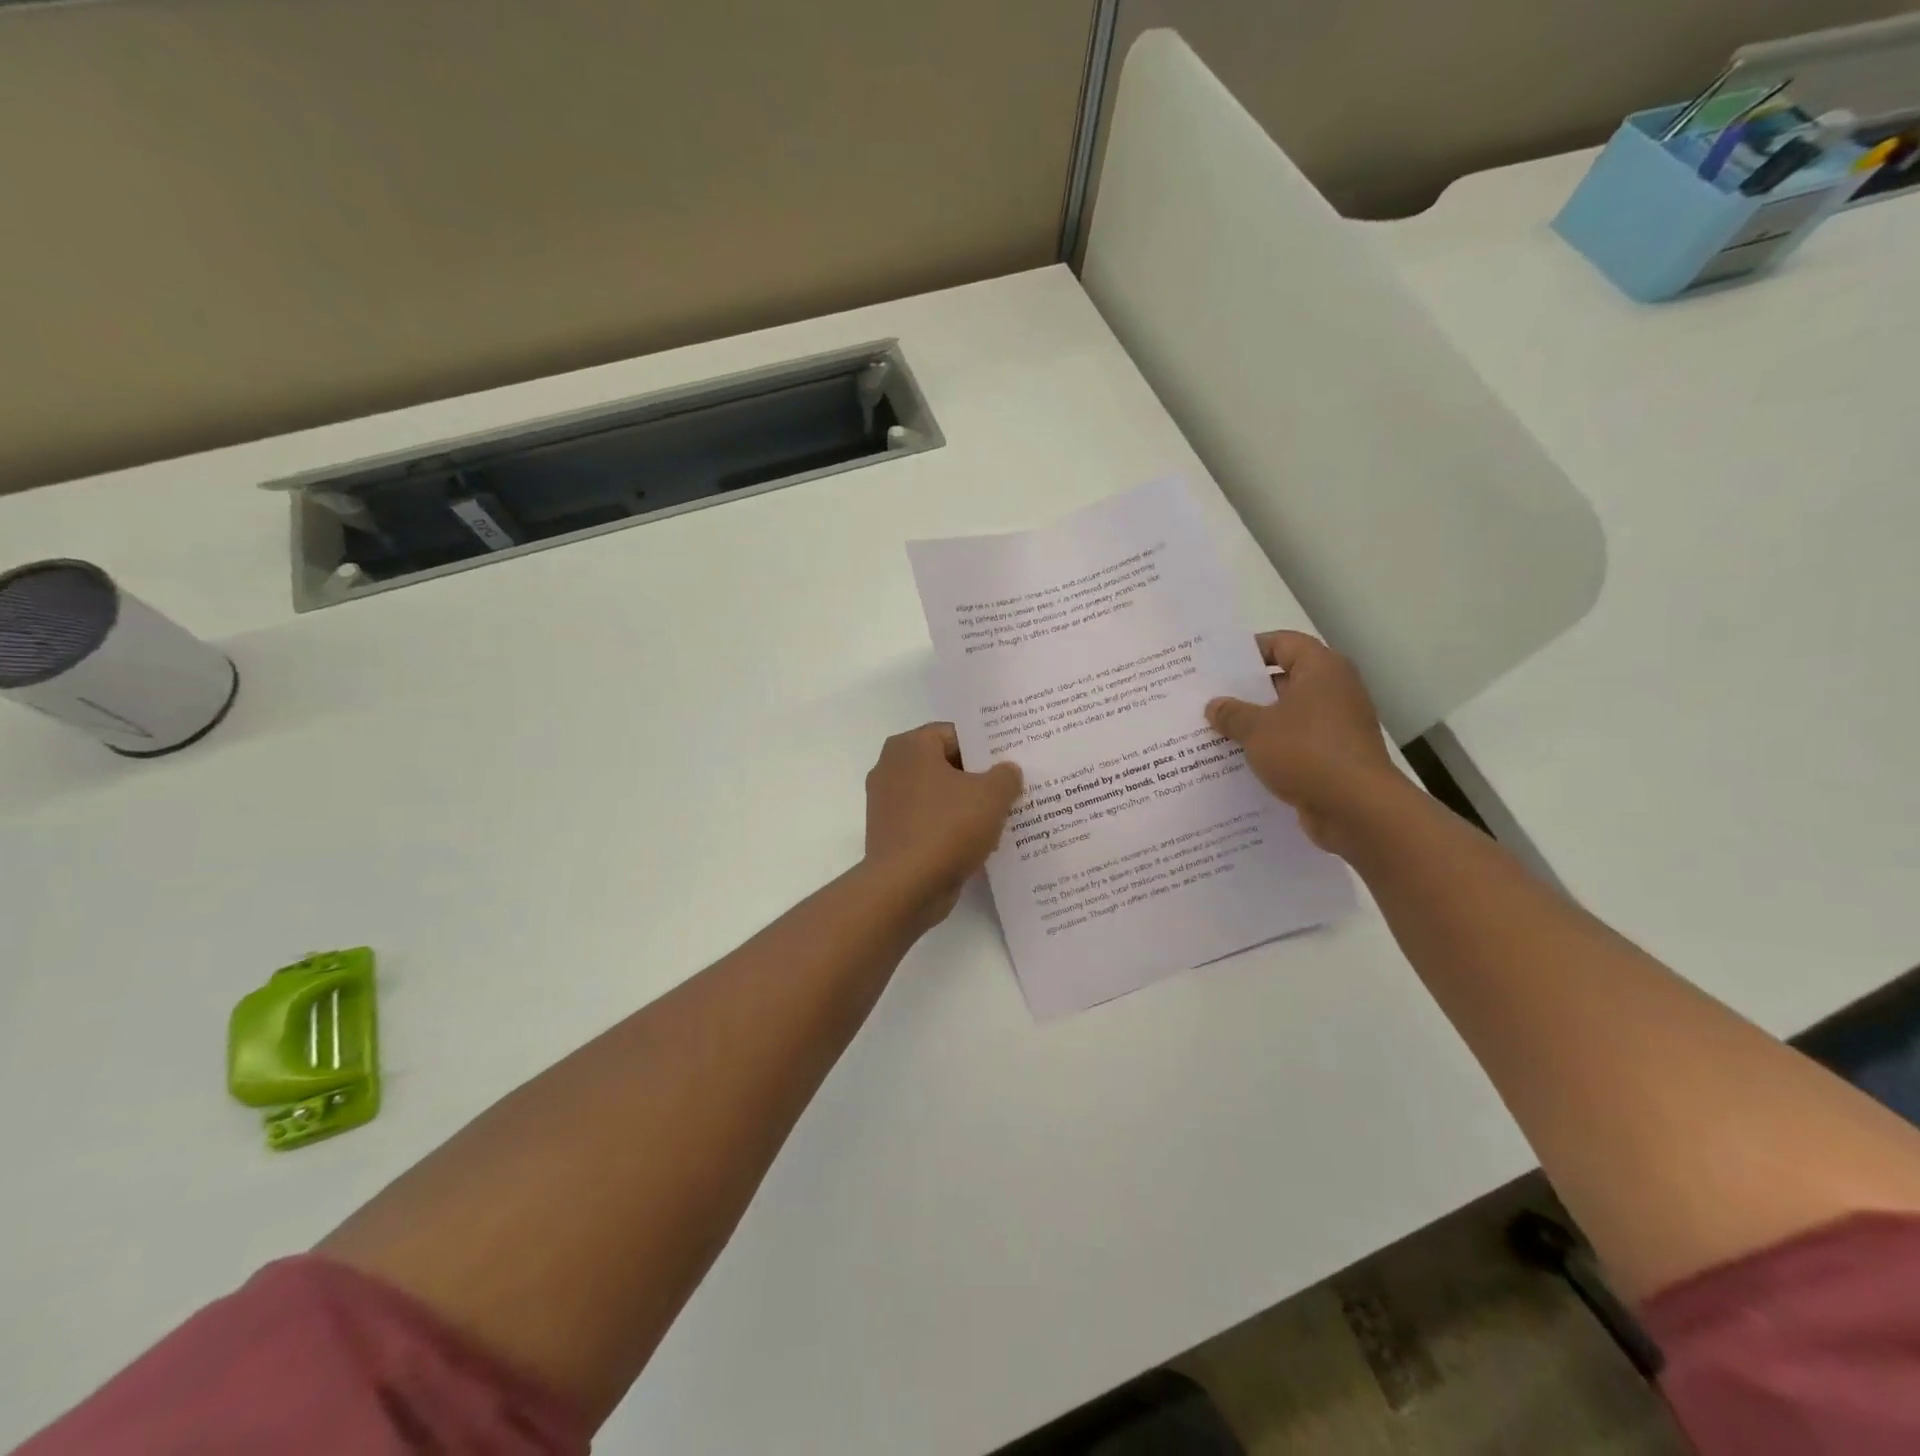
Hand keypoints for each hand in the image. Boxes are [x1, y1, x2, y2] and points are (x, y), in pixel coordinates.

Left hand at [863, 724, 1023, 923]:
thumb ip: (1005, 775)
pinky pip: (929, 822)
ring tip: (1003, 816)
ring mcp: (888, 804)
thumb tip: (1007, 771)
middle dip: (978, 777)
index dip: (986, 746)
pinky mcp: (892, 835)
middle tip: (1013, 787)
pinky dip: (951, 828)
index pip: (955, 733)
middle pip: (946, 764)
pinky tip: (980, 842)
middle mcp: (891, 768)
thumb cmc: (947, 828)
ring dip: (966, 805)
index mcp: (910, 747)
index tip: (1012, 760)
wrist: (905, 888)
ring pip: (938, 795)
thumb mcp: (991, 795)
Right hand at [1205, 631, 1401, 851]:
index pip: (1283, 643)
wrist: (1358, 809)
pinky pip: (1295, 745)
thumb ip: (1232, 714)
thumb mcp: (1257, 729)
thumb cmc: (1307, 753)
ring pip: (1287, 716)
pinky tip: (1239, 761)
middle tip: (1208, 698)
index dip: (1250, 649)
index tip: (1218, 664)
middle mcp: (1334, 692)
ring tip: (1215, 731)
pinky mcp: (1334, 758)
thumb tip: (1215, 706)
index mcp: (1321, 670)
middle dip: (1247, 691)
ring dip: (1256, 724)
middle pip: (1284, 680)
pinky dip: (1271, 750)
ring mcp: (1336, 727)